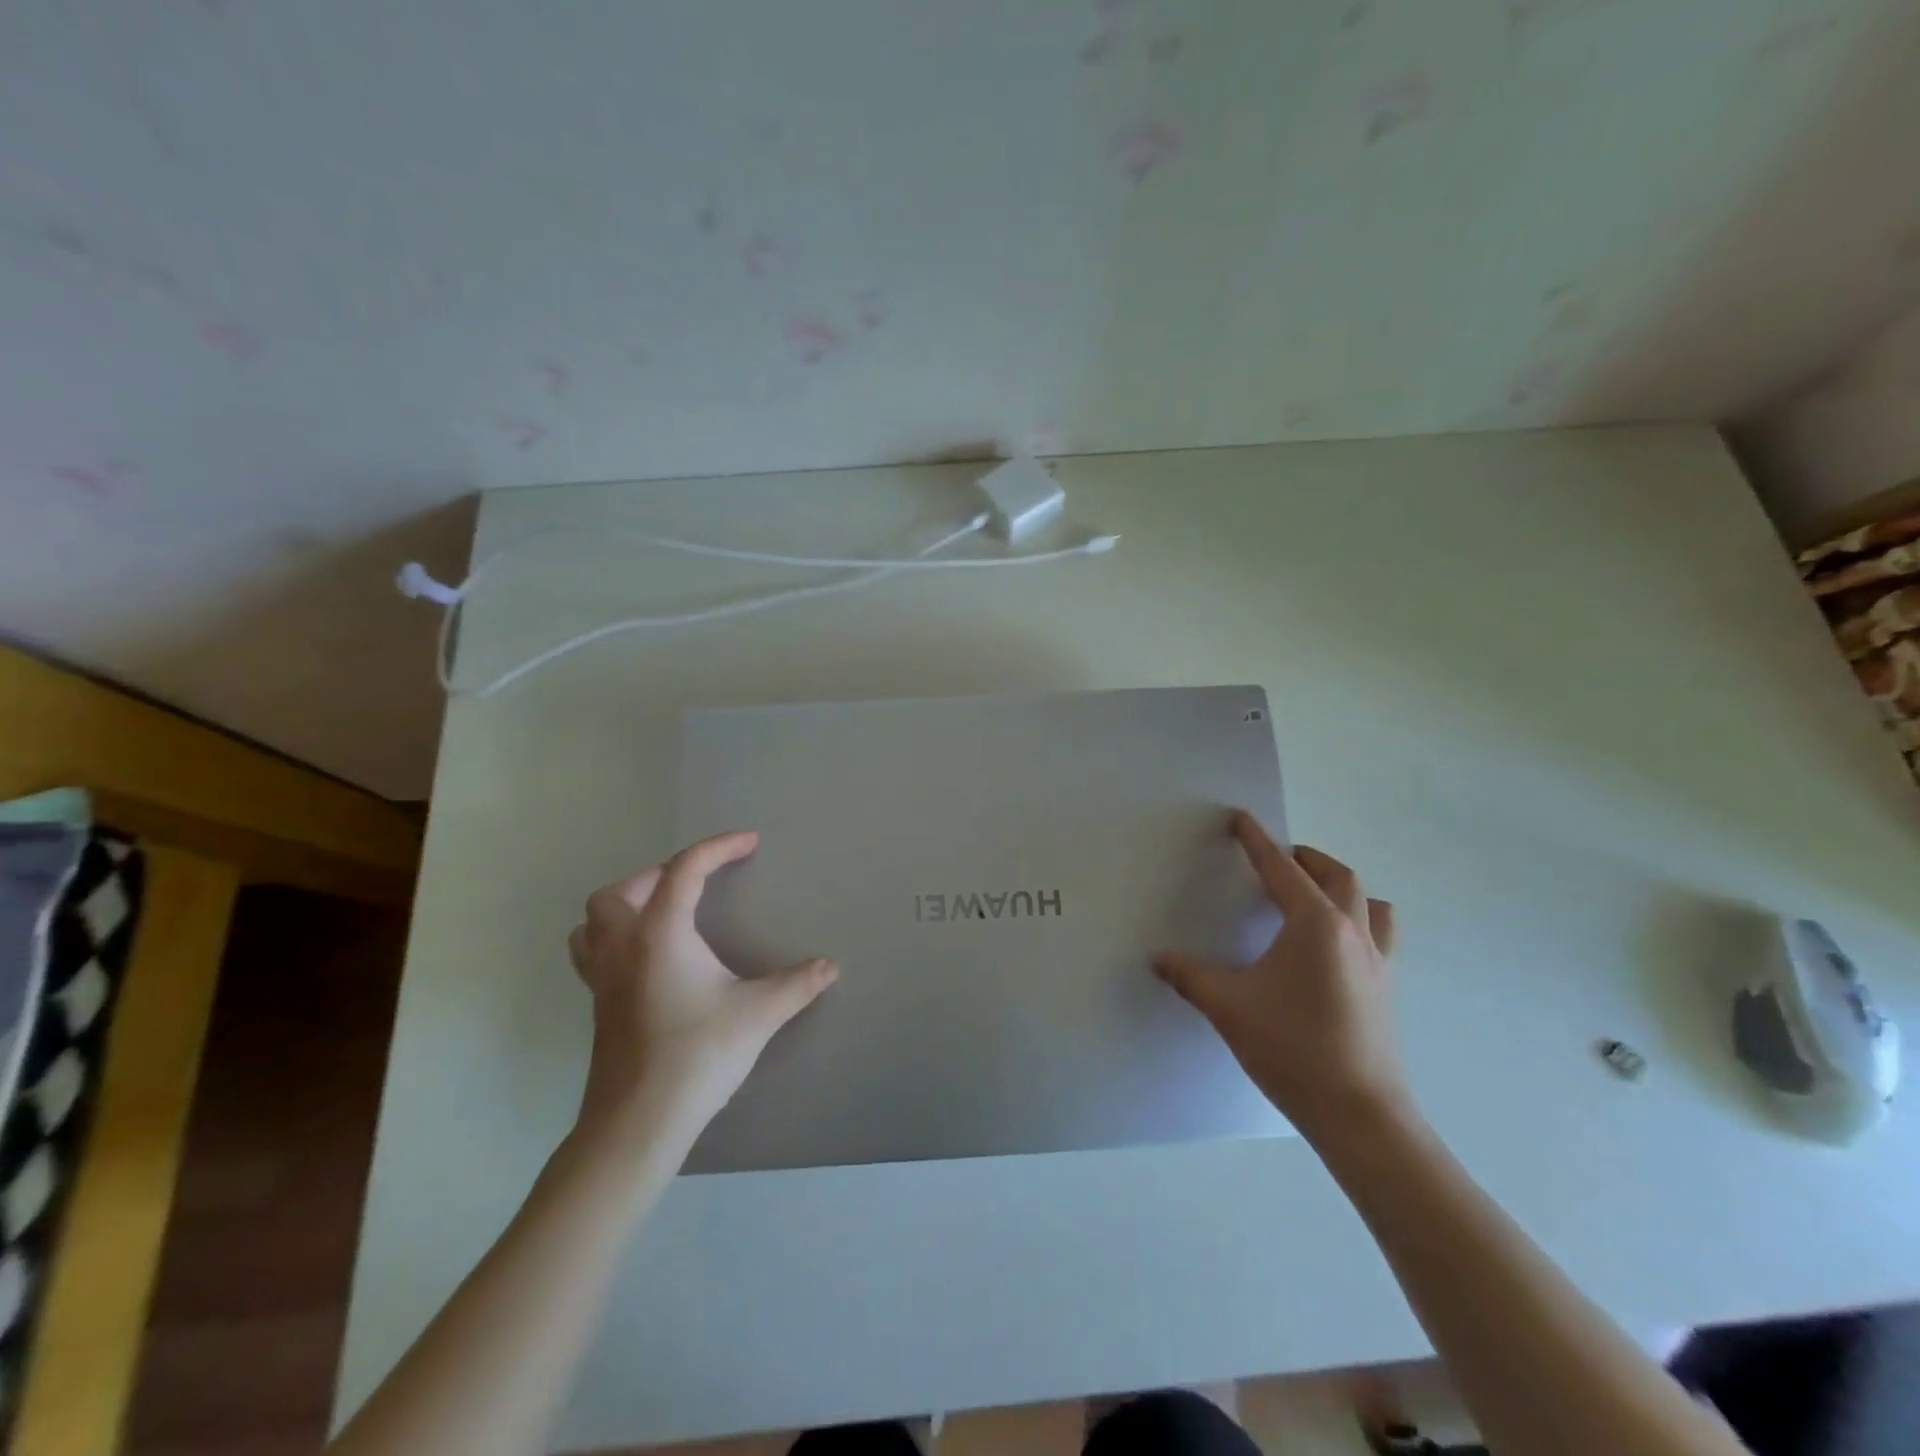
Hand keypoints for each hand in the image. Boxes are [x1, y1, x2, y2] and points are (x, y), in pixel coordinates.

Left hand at [567, 830, 837, 1142]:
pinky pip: (593, 954)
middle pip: (621, 891)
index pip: (685, 870)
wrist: (638, 1122)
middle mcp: (624, 947)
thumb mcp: (759, 1014)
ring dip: (625, 907)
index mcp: (661, 934)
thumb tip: (830, 966)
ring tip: (662, 913)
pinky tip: (649, 961)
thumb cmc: (698, 1055)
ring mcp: (603, 980)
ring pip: (593, 922)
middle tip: (698, 884)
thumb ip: (797, 984)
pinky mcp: (599, 1008)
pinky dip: (615, 940)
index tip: (749, 843)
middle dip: (660, 875)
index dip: (718, 848)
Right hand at [1154, 811, 1409, 1147]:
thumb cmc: (1292, 1049)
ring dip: (1339, 886)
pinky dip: (1358, 919)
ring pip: (1368, 901)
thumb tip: (1157, 959)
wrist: (1360, 1114)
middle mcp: (1351, 931)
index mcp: (1314, 924)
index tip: (1240, 818)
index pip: (1281, 868)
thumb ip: (1189, 976)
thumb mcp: (1228, 1006)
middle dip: (1304, 858)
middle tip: (1274, 860)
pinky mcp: (1385, 987)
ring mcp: (1376, 960)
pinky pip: (1378, 933)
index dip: (1257, 841)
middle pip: (1336, 875)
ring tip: (1310, 894)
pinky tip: (1332, 945)